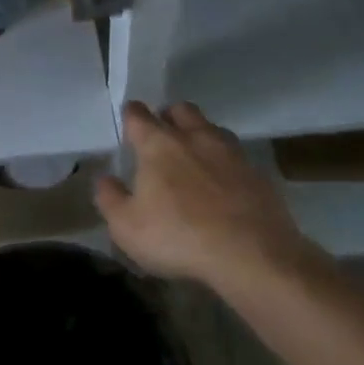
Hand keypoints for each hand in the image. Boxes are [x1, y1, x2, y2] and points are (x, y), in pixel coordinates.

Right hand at [95, 101, 311, 289]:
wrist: (252, 255)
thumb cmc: (179, 237)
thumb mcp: (127, 227)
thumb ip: (110, 198)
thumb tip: (105, 179)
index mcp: (158, 143)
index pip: (138, 114)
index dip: (130, 116)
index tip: (128, 124)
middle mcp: (193, 137)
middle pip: (180, 109)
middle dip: (169, 116)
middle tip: (163, 137)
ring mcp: (230, 152)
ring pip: (211, 128)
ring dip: (200, 136)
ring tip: (195, 159)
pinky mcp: (258, 173)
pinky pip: (237, 157)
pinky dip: (226, 164)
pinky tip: (225, 186)